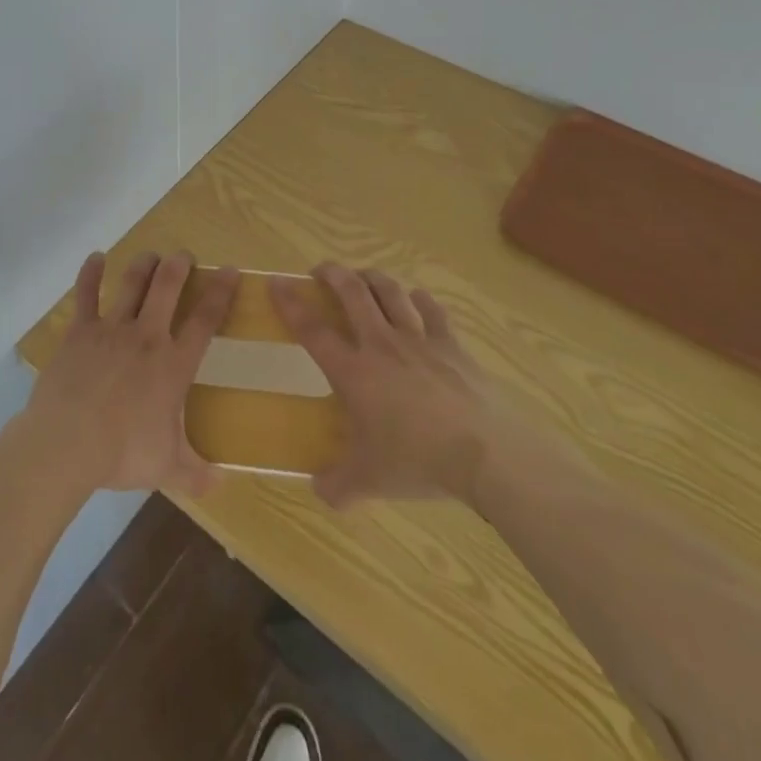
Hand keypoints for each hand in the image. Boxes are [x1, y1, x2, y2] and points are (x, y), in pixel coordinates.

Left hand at [15, 251, 236, 497]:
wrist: (68, 442)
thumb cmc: (123, 453)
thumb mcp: (167, 469)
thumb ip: (196, 472)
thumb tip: (223, 482)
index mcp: (173, 364)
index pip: (205, 319)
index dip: (220, 292)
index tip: (230, 270)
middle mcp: (147, 336)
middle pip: (167, 287)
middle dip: (179, 265)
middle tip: (184, 255)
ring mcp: (111, 329)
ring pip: (131, 283)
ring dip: (143, 265)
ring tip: (151, 254)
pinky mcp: (80, 332)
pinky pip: (86, 295)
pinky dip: (90, 274)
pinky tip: (95, 257)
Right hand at [273, 264, 506, 506]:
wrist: (484, 453)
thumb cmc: (417, 461)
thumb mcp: (369, 482)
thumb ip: (338, 485)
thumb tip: (319, 490)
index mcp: (354, 372)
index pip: (313, 330)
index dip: (291, 303)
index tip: (277, 282)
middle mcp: (381, 344)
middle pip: (352, 293)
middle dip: (333, 274)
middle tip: (321, 270)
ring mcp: (419, 340)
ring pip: (390, 292)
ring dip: (372, 277)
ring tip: (363, 276)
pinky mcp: (451, 345)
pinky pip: (431, 310)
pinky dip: (419, 300)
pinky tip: (415, 299)